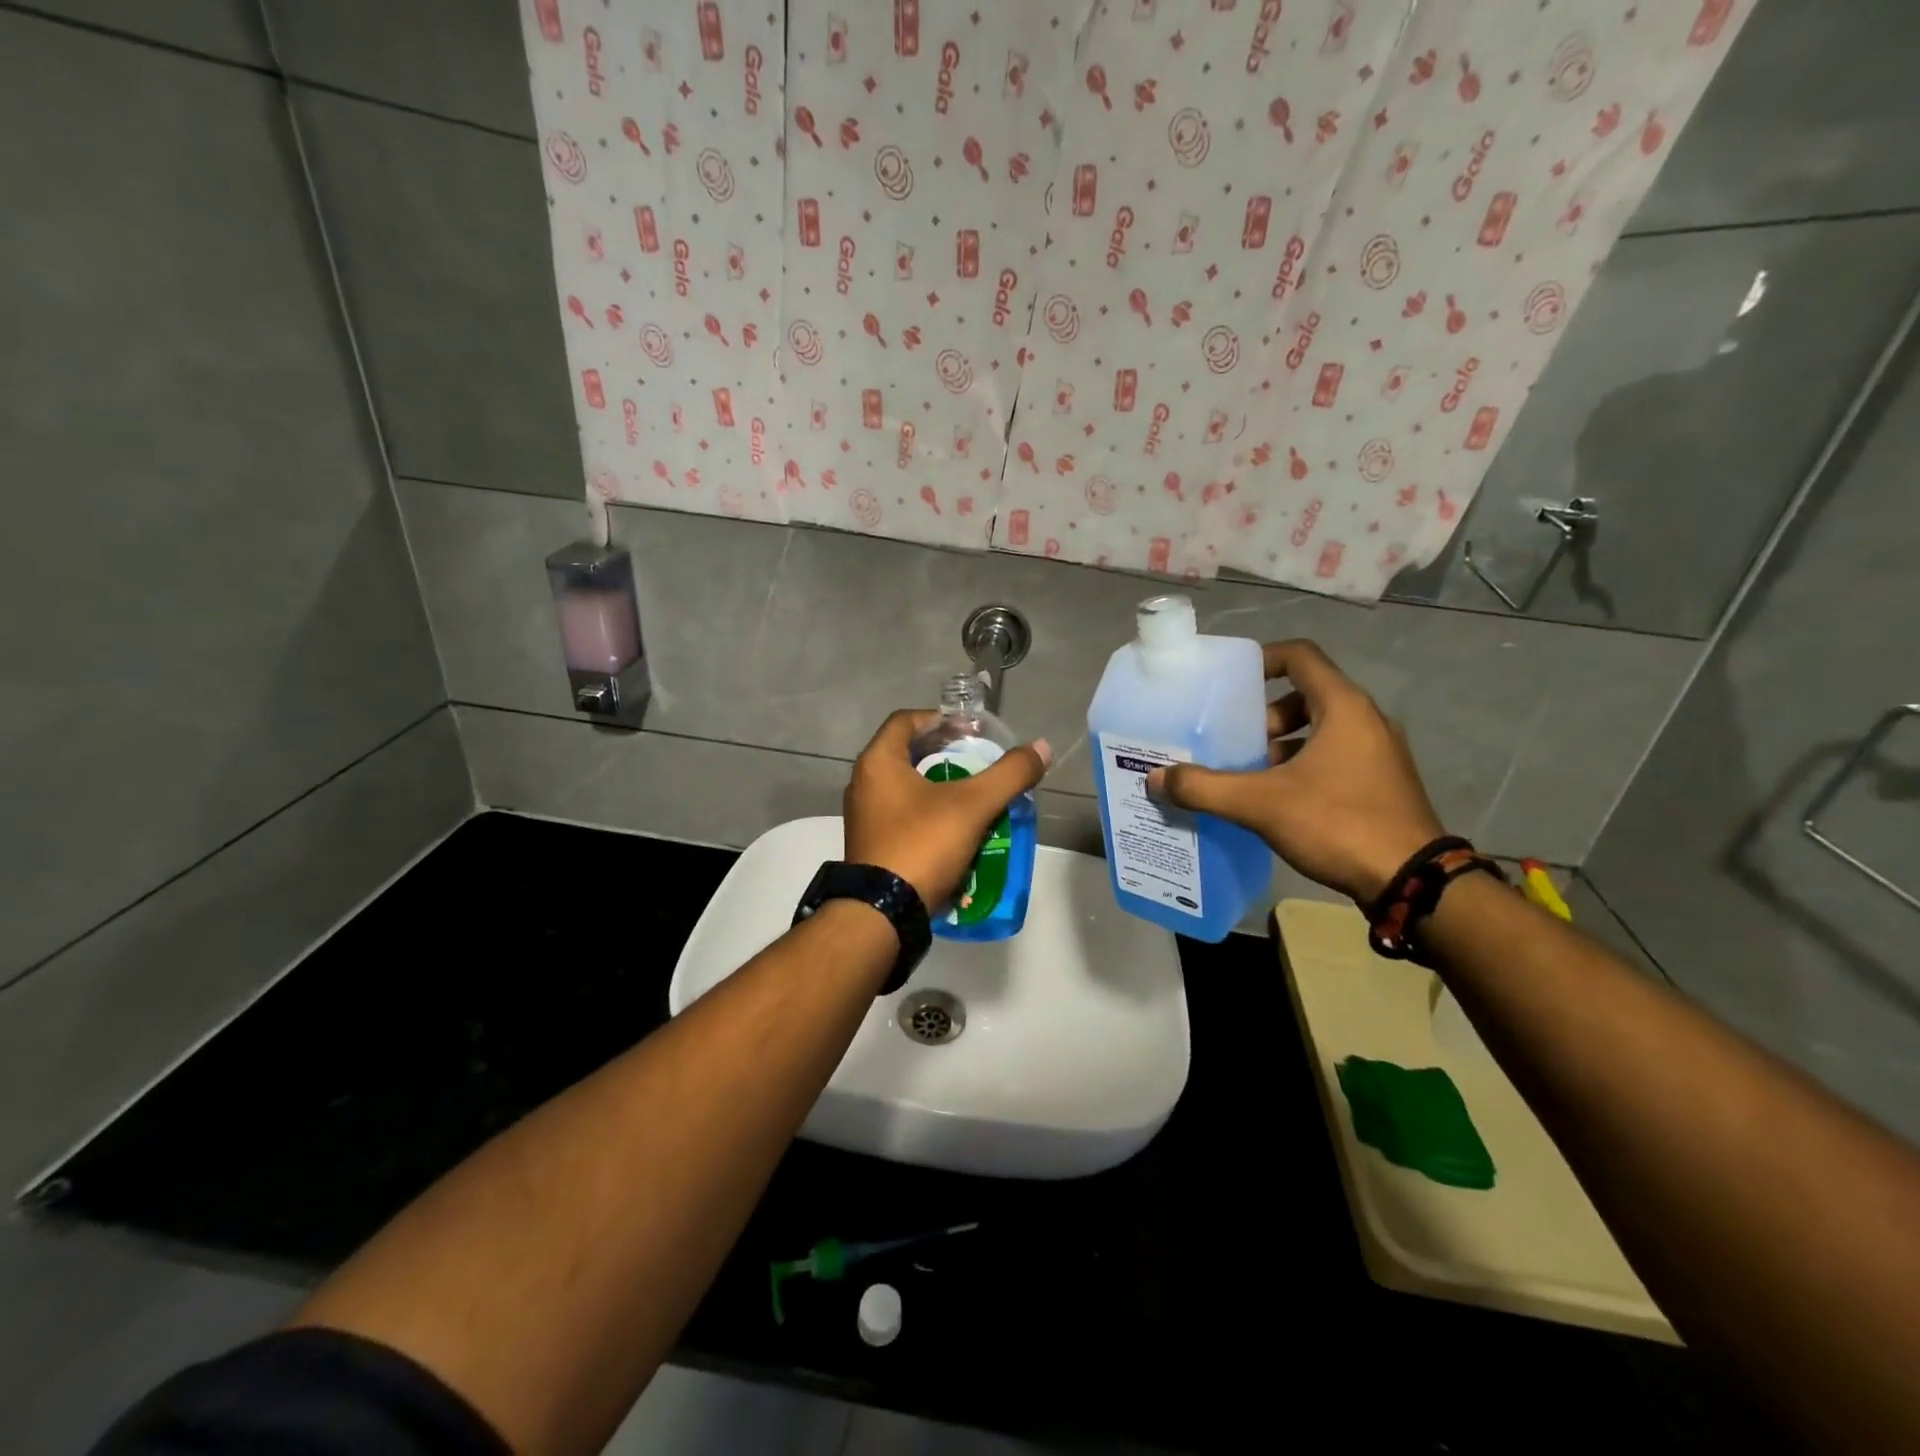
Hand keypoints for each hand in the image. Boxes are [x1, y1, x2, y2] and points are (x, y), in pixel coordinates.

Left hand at [844, 710, 1051, 909]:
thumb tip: (1041, 748)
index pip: (907, 720)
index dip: (941, 719)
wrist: (883, 913)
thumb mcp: (973, 806)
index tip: (971, 731)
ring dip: (938, 785)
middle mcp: (863, 783)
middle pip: (906, 753)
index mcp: (878, 762)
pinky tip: (956, 828)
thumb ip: (1009, 774)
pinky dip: (927, 812)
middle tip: (978, 760)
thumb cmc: (923, 845)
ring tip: (973, 794)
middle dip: (944, 753)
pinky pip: (901, 815)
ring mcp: (863, 817)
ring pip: (905, 786)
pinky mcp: (870, 844)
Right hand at [1147, 639, 1443, 902]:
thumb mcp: (1261, 804)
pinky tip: (1277, 800)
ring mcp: (1379, 753)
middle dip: (1264, 715)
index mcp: (1343, 707)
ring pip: (1320, 729)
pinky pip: (1334, 757)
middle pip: (1307, 694)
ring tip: (1249, 774)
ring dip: (1282, 744)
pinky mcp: (1382, 783)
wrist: (1412, 882)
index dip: (1262, 660)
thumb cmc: (1338, 824)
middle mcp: (1366, 720)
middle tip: (1234, 740)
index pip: (1300, 656)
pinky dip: (1302, 765)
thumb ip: (1204, 788)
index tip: (1229, 683)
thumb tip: (1155, 778)